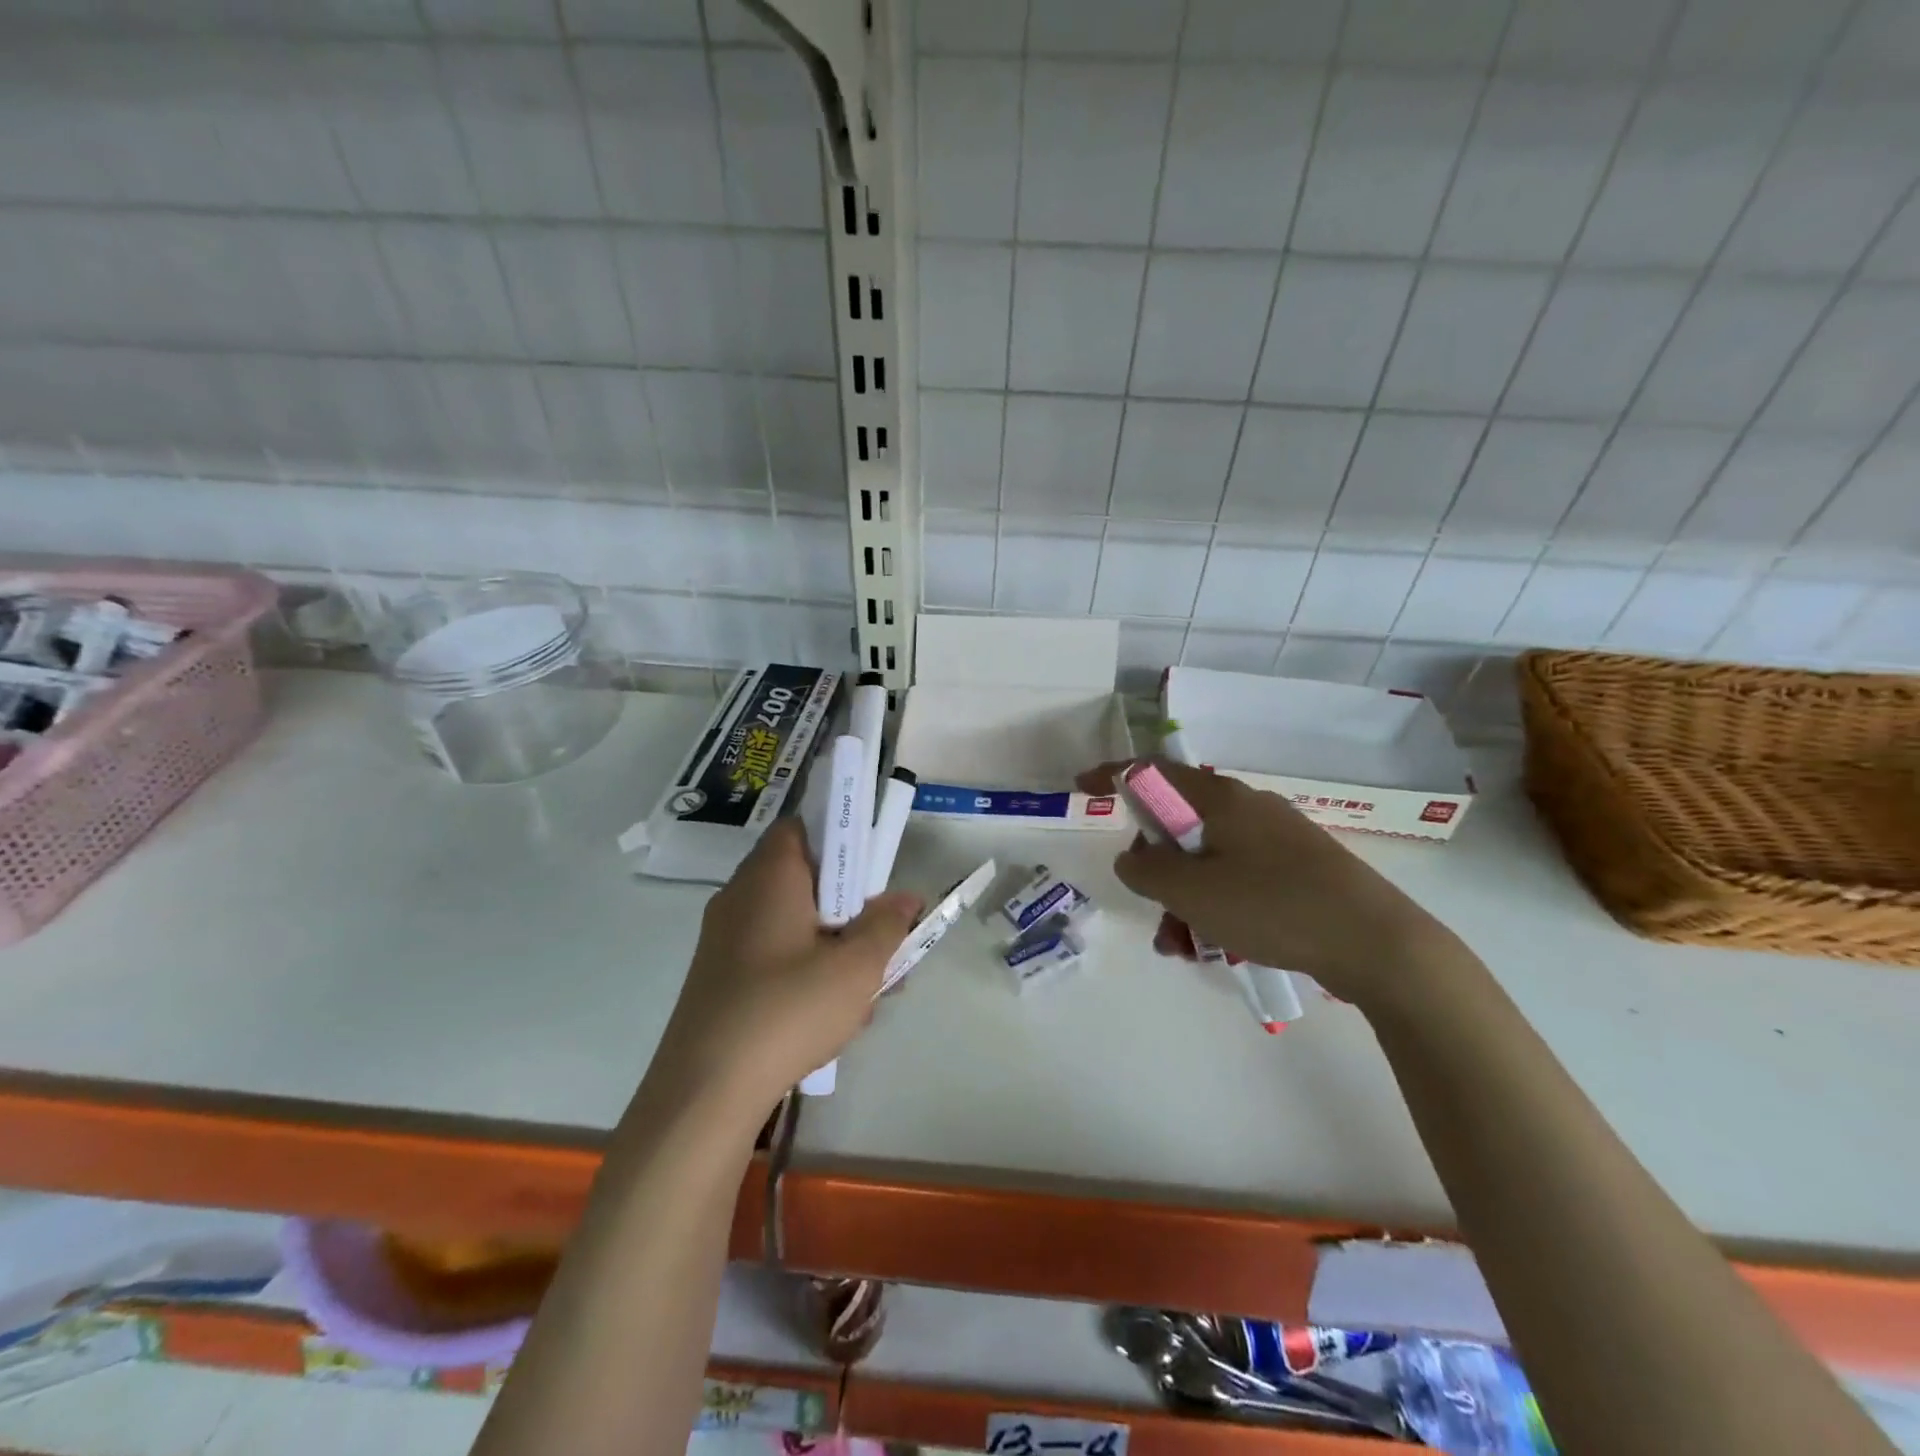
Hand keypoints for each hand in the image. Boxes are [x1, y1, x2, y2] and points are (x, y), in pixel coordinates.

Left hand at [656, 819, 922, 1112]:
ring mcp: (725, 938)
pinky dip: (806, 968)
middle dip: (850, 905)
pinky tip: (834, 1014)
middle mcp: (741, 895)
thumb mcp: (856, 968)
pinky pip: (774, 953)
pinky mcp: (719, 976)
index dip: (842, 840)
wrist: (705, 1090)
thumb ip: (886, 926)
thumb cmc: (787, 1010)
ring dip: (834, 943)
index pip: (803, 827)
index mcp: (770, 876)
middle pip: (804, 878)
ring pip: (794, 922)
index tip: (874, 874)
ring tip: (871, 989)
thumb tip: (905, 898)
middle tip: (883, 937)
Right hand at [1079, 760, 1459, 1009]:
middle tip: (1150, 906)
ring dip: (1183, 898)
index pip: (1153, 771)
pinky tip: (1216, 947)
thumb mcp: (1191, 891)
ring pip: (1207, 859)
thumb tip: (1133, 858)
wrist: (1377, 943)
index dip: (1113, 776)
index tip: (1082, 786)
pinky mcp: (1296, 870)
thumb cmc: (1272, 905)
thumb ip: (1145, 869)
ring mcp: (1276, 839)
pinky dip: (1215, 906)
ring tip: (1180, 946)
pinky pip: (1237, 879)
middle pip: (1179, 823)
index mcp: (1220, 798)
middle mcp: (1248, 808)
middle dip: (1154, 867)